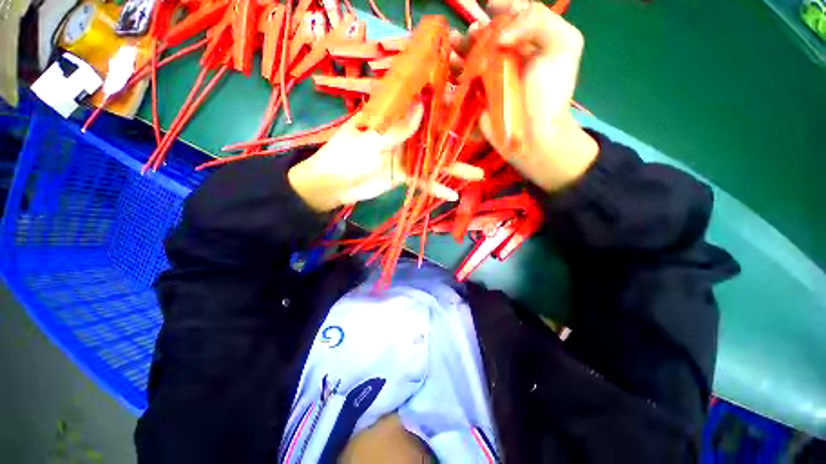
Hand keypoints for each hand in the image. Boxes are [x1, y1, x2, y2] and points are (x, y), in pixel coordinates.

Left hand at [288, 104, 483, 211]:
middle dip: (456, 139)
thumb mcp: (368, 140)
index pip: (421, 105)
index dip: (443, 104)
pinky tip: (452, 195)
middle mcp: (402, 133)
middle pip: (434, 134)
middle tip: (483, 141)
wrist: (333, 185)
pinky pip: (423, 180)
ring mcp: (405, 156)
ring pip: (433, 160)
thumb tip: (421, 107)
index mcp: (391, 117)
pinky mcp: (404, 175)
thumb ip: (395, 129)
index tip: (468, 104)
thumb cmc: (344, 156)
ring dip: (453, 168)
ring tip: (477, 174)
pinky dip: (436, 187)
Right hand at [456, 2, 599, 191]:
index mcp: (528, 40)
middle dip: (473, 31)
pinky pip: (462, 81)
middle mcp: (507, 56)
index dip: (500, 7)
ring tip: (451, 46)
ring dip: (458, 49)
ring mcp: (490, 78)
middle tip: (467, 35)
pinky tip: (448, 66)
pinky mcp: (477, 97)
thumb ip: (538, 21)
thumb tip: (499, 33)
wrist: (534, 135)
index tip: (489, 7)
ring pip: (471, 56)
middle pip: (486, 36)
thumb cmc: (551, 93)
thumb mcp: (563, 46)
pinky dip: (453, 73)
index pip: (512, 15)